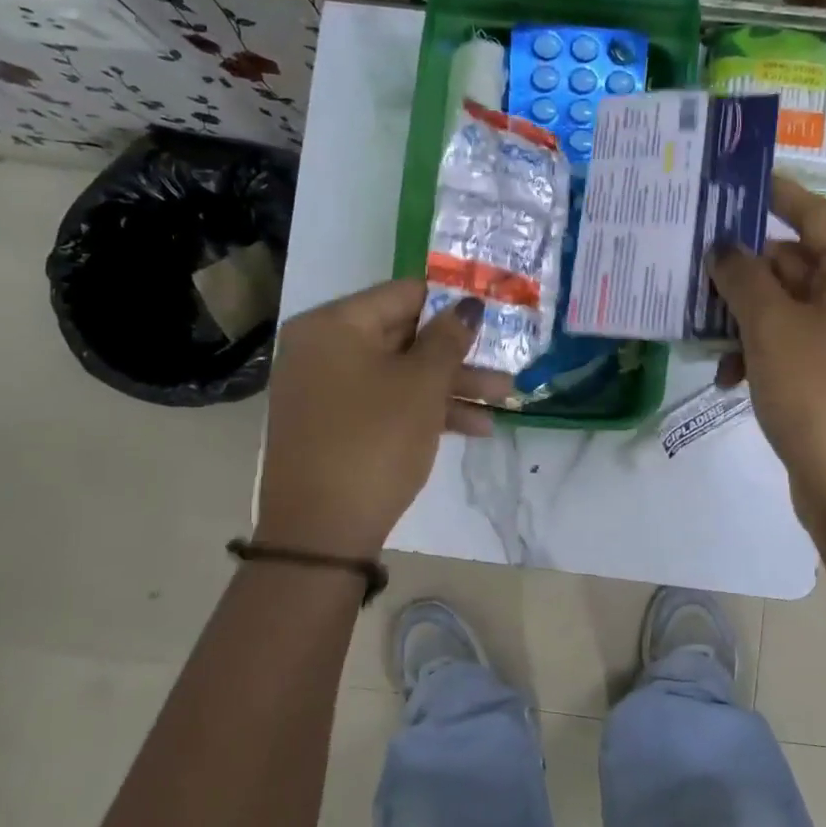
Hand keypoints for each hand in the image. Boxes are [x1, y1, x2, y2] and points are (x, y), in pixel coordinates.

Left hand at [254, 280, 512, 557]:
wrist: (321, 532)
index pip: (403, 294)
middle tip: (505, 362)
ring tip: (505, 400)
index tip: (492, 315)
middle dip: (459, 354)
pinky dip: (425, 411)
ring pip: (400, 374)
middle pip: (404, 336)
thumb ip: (448, 339)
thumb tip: (468, 304)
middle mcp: (323, 349)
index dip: (451, 303)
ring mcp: (326, 390)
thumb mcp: (421, 386)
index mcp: (334, 325)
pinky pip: (386, 403)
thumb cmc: (374, 441)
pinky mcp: (335, 426)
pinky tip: (475, 429)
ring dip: (452, 386)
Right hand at [708, 176, 825, 526]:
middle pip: (796, 263)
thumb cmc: (817, 392)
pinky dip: (760, 351)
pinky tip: (727, 378)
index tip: (731, 183)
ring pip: (788, 307)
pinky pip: (794, 342)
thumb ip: (742, 277)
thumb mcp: (770, 328)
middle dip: (744, 273)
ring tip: (704, 338)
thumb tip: (724, 248)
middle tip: (691, 272)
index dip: (773, 195)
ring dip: (744, 320)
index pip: (814, 215)